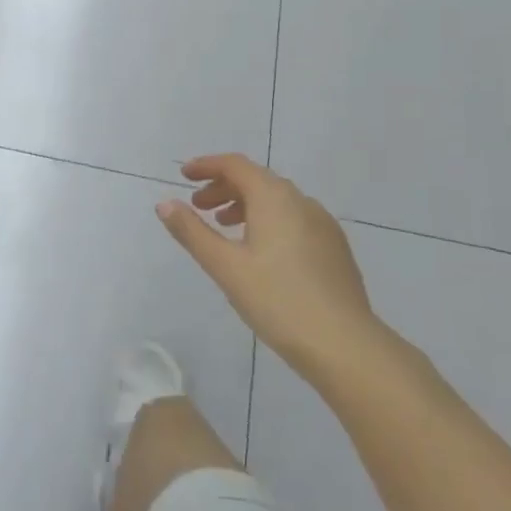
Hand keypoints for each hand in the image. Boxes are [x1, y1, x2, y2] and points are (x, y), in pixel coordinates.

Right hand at [157, 154, 382, 373]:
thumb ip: (192, 232)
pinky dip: (268, 221)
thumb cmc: (277, 300)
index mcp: (274, 198)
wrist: (345, 345)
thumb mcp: (225, 266)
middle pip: (257, 180)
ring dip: (245, 205)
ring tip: (225, 228)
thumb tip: (164, 203)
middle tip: (198, 207)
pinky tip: (260, 252)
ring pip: (277, 201)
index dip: (207, 166)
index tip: (183, 175)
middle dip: (223, 187)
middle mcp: (301, 201)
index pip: (235, 165)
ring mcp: (323, 224)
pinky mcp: (334, 248)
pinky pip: (294, 219)